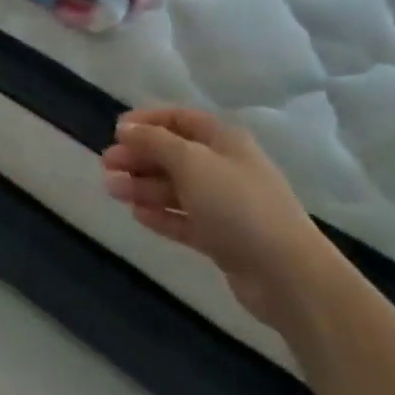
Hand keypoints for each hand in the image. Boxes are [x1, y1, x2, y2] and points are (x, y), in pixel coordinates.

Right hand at [101, 108, 332, 328]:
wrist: (288, 275)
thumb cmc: (237, 204)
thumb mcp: (190, 161)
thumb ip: (155, 141)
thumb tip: (126, 128)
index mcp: (223, 140)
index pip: (179, 119)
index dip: (146, 121)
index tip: (116, 132)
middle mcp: (224, 167)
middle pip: (173, 154)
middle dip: (139, 157)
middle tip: (106, 165)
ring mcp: (225, 205)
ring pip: (176, 188)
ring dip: (143, 186)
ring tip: (112, 190)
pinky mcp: (223, 239)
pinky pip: (184, 219)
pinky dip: (161, 214)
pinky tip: (137, 214)